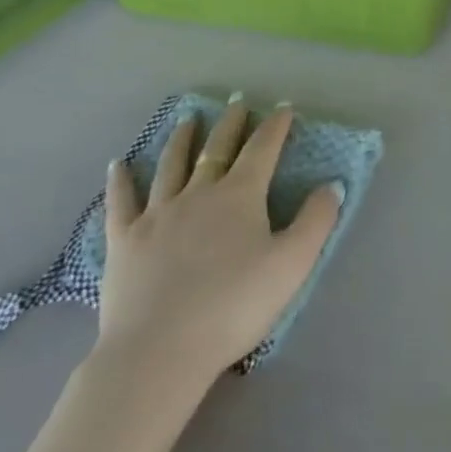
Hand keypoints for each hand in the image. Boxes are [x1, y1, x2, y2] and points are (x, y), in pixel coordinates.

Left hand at [97, 96, 341, 383]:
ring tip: (187, 119)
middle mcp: (198, 193)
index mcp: (240, 195)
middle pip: (216, 149)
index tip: (282, 107)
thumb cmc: (234, 306)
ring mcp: (157, 214)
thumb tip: (333, 184)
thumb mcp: (292, 264)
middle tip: (235, 101)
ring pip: (170, 165)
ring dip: (181, 139)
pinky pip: (121, 203)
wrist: (160, 350)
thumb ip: (316, 221)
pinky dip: (120, 181)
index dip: (275, 126)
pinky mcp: (124, 241)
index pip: (262, 149)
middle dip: (230, 123)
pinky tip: (118, 165)